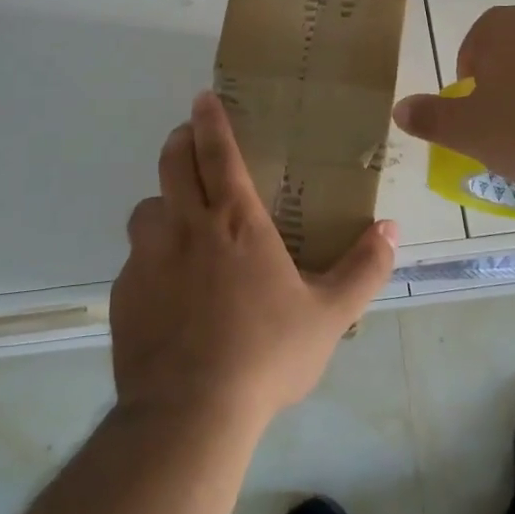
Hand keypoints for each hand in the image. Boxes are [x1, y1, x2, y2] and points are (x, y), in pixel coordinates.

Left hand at [110, 91, 398, 430]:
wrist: (189, 416)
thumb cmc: (265, 355)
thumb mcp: (329, 316)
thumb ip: (364, 269)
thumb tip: (390, 229)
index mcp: (236, 222)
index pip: (217, 152)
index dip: (209, 120)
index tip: (202, 97)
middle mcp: (186, 227)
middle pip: (172, 163)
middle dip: (179, 141)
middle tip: (188, 139)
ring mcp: (149, 259)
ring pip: (147, 209)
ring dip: (162, 201)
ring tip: (177, 219)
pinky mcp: (124, 294)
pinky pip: (135, 260)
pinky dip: (150, 257)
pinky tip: (166, 289)